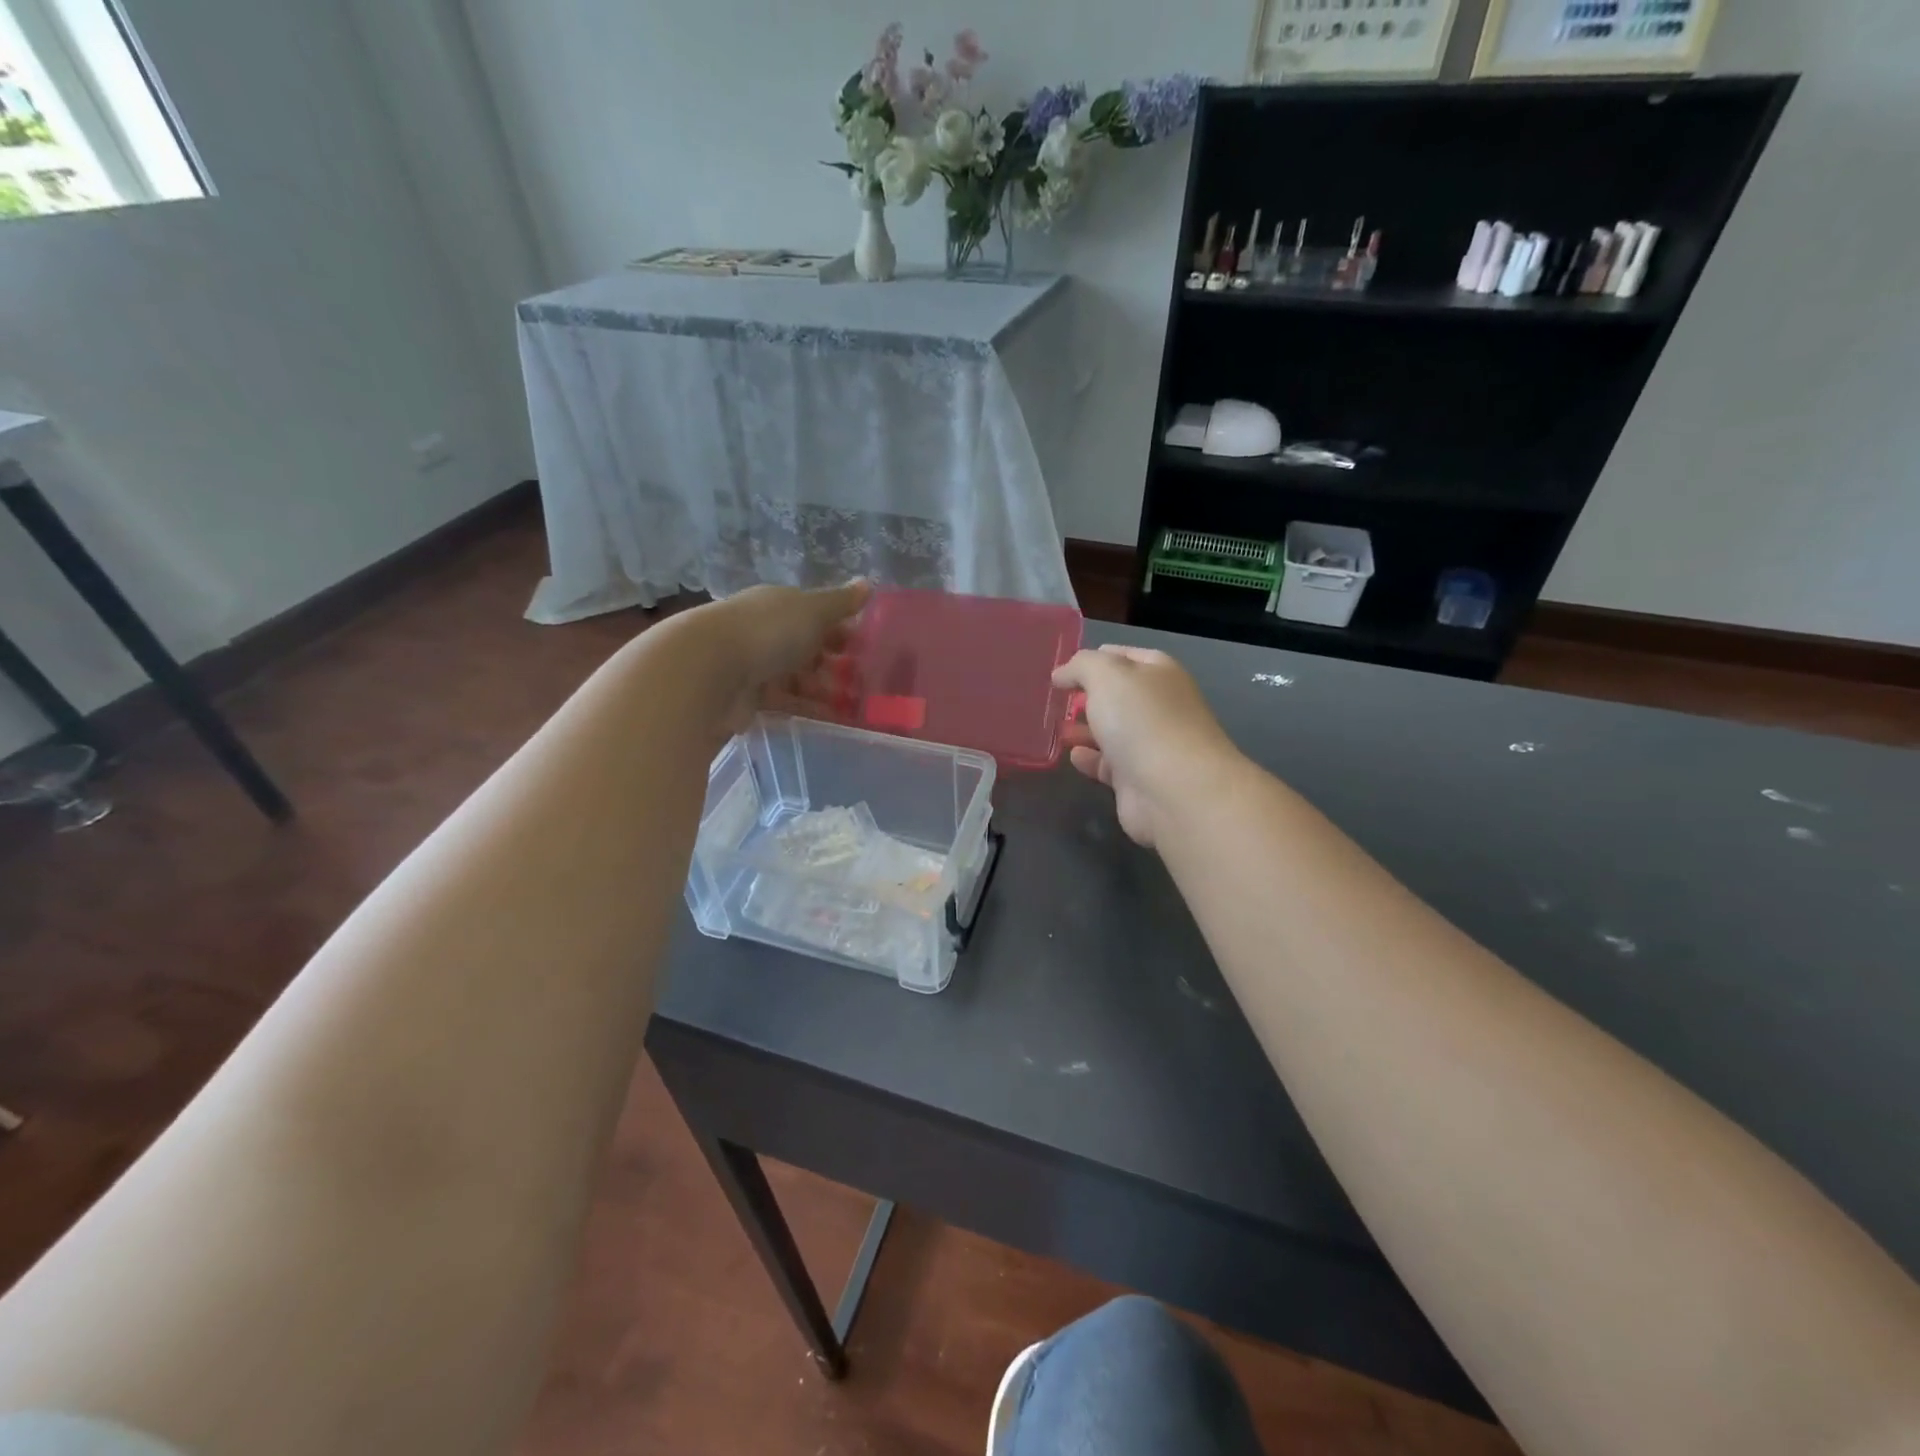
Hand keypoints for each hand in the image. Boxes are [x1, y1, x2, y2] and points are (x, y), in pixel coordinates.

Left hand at [694, 580, 870, 735]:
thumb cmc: (768, 632)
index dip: (839, 628)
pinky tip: (829, 718)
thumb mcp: (813, 610)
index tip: (864, 647)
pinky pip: (783, 702)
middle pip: (804, 646)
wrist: (709, 671)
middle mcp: (763, 631)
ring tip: (852, 704)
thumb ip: (841, 602)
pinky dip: (806, 708)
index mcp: (777, 605)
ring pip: (795, 676)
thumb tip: (867, 583)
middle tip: (862, 680)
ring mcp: (752, 665)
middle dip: (832, 662)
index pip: (813, 614)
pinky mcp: (746, 698)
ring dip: (822, 688)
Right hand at [1052, 645, 1241, 848]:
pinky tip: (1072, 755)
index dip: (1096, 658)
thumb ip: (1081, 666)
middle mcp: (1159, 707)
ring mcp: (1151, 745)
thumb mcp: (1106, 675)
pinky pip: (1108, 764)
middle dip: (1088, 696)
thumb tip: (1062, 674)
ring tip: (1057, 728)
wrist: (1175, 791)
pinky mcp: (1138, 780)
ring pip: (1112, 731)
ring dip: (1085, 729)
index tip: (1064, 668)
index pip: (1125, 657)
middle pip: (1118, 696)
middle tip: (1057, 700)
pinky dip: (1090, 759)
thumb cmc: (1142, 720)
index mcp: (1160, 674)